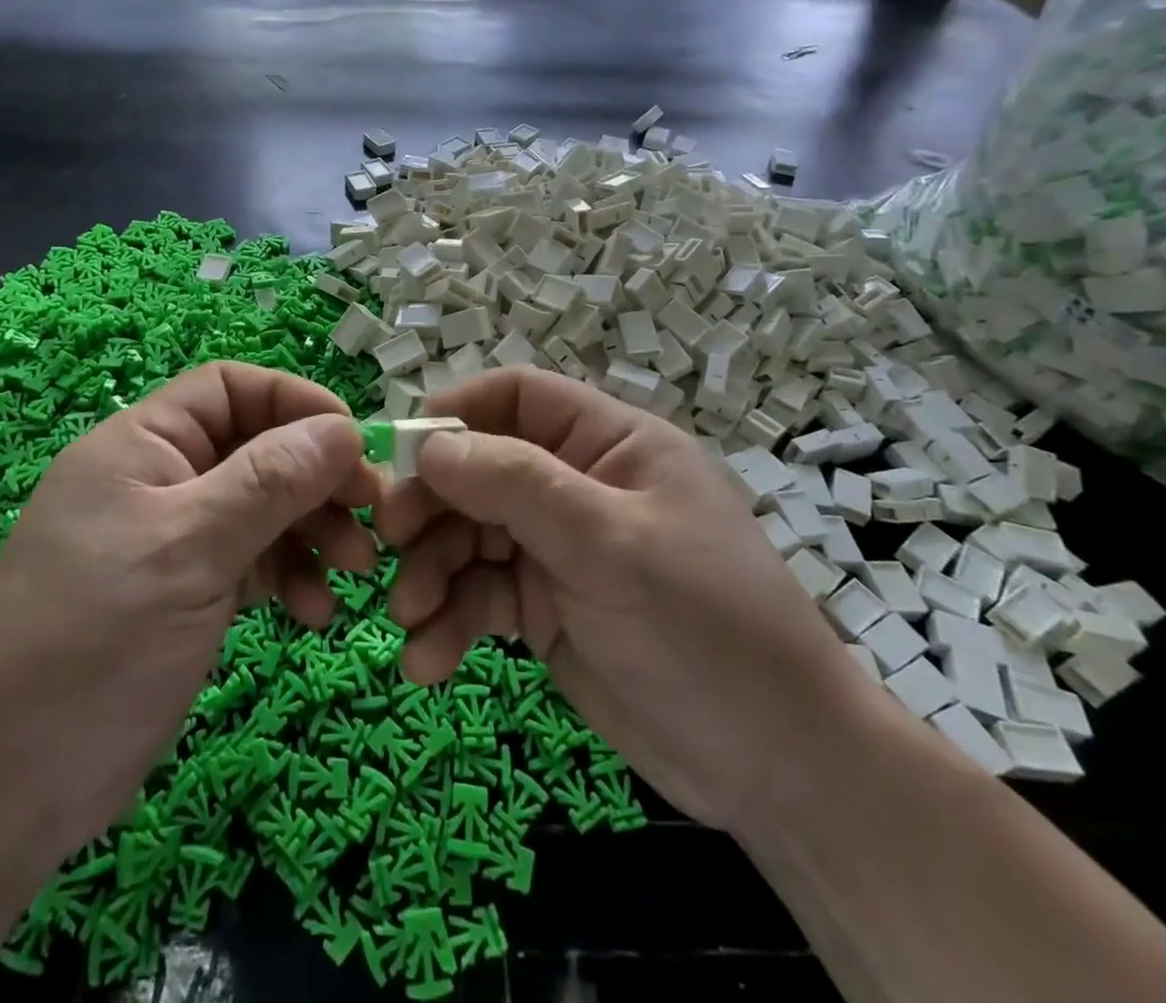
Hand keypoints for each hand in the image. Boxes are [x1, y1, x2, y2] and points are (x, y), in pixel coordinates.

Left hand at [0, 361, 380, 873]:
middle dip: (316, 478)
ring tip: (354, 572)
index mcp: (141, 445)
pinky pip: (251, 560)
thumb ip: (270, 481)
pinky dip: (288, 576)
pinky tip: (313, 614)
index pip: (231, 388)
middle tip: (373, 516)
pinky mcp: (183, 591)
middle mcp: (157, 479)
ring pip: (261, 506)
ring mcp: (171, 538)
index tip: (353, 443)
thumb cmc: (95, 644)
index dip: (296, 403)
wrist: (6, 790)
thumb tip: (343, 428)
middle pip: (256, 448)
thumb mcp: (191, 550)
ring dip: (312, 532)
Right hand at [374, 368, 877, 832]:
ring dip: (431, 574)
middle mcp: (576, 487)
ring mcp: (557, 549)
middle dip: (431, 507)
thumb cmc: (704, 627)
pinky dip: (449, 624)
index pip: (518, 397)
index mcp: (608, 444)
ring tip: (408, 620)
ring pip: (469, 537)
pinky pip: (480, 598)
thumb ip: (516, 485)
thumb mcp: (609, 544)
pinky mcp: (544, 609)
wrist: (777, 769)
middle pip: (479, 470)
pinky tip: (427, 663)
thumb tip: (429, 445)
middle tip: (388, 544)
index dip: (457, 413)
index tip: (403, 453)